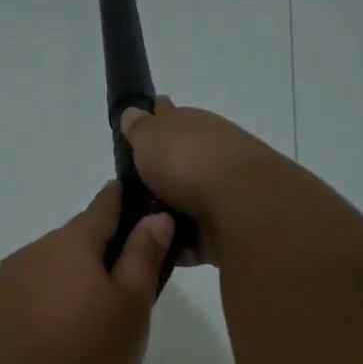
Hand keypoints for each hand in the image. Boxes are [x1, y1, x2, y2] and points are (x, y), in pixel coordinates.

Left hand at [0, 184, 172, 363]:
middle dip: (103, 256)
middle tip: (131, 293)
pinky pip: (31, 302)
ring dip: (75, 287)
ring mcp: (5, 285)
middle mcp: (33, 253)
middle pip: (76, 243)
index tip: (148, 207)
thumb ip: (142, 258)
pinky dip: (50, 311)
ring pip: (52, 274)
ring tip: (96, 329)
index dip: (128, 202)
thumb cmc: (82, 358)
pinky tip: (60, 346)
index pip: (105, 205)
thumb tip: (155, 216)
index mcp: (70, 243)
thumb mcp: (129, 309)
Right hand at [118, 98, 289, 265]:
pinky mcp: (226, 228)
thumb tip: (133, 112)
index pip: (169, 116)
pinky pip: (193, 237)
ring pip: (185, 201)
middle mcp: (211, 154)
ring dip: (165, 213)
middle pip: (178, 163)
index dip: (152, 121)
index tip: (131, 136)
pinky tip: (154, 251)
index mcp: (193, 125)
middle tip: (124, 195)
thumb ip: (139, 128)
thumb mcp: (150, 137)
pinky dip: (177, 244)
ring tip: (132, 228)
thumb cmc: (187, 162)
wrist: (238, 205)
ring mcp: (222, 191)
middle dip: (156, 176)